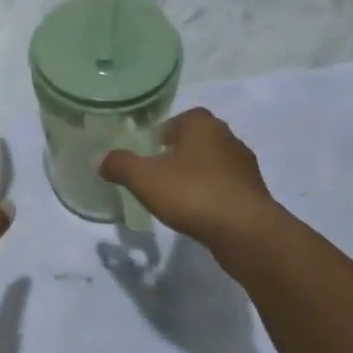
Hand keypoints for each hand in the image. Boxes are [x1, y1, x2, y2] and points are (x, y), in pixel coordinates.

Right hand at [99, 108, 285, 255]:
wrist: (247, 232)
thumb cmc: (193, 193)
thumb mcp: (145, 178)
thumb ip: (120, 165)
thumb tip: (99, 158)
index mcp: (203, 124)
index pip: (178, 120)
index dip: (161, 136)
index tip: (148, 155)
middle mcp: (228, 137)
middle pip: (195, 142)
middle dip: (177, 156)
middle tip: (157, 176)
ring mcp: (244, 166)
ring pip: (211, 165)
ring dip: (195, 177)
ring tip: (176, 198)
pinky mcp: (254, 194)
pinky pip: (224, 188)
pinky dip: (210, 196)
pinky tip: (198, 215)